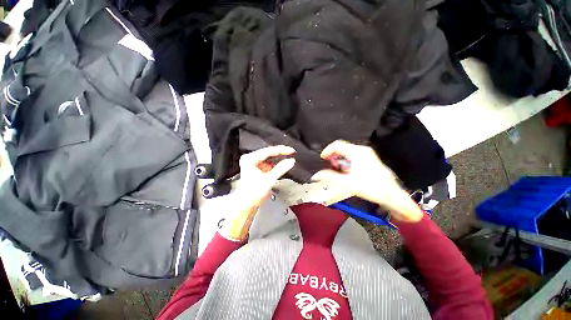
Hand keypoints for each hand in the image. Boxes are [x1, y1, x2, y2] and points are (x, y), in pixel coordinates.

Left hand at [221, 145, 295, 240]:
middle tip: (291, 152)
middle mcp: (250, 159)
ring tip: (288, 157)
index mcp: (250, 159)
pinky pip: (269, 163)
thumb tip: (290, 161)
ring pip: (269, 157)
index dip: (281, 150)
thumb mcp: (269, 180)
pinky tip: (282, 164)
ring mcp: (254, 163)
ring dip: (279, 158)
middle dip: (280, 153)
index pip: (268, 151)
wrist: (247, 204)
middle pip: (268, 153)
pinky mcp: (258, 168)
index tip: (290, 151)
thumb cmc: (252, 194)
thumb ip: (280, 169)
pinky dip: (276, 164)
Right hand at [311, 140, 422, 222]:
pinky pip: (353, 156)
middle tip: (329, 166)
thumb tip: (315, 176)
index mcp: (357, 152)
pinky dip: (346, 161)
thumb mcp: (347, 183)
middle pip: (342, 148)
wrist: (392, 195)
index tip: (322, 159)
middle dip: (333, 156)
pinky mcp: (369, 159)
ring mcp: (367, 154)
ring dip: (339, 159)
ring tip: (337, 170)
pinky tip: (346, 171)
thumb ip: (330, 177)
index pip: (337, 145)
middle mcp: (362, 150)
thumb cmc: (371, 187)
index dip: (327, 150)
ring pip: (347, 152)